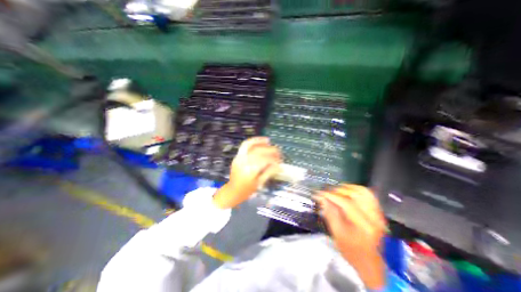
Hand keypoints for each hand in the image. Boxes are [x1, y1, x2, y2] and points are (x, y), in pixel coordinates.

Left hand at [213, 137, 280, 209]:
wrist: (233, 191)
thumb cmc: (247, 190)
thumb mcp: (259, 183)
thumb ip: (269, 173)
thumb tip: (279, 166)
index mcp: (249, 170)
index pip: (264, 160)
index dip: (274, 160)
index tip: (280, 161)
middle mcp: (243, 162)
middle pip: (258, 152)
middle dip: (270, 150)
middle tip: (278, 152)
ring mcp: (239, 158)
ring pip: (250, 145)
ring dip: (260, 142)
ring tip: (269, 141)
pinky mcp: (237, 156)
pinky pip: (244, 145)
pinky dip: (252, 141)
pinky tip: (259, 141)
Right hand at [316, 184, 383, 289]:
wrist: (370, 263)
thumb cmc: (352, 251)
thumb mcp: (337, 234)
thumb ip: (330, 213)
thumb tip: (322, 198)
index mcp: (364, 226)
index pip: (346, 203)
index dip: (331, 196)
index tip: (319, 193)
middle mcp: (374, 217)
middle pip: (355, 195)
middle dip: (338, 190)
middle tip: (327, 192)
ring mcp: (378, 214)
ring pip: (363, 192)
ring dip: (348, 188)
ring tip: (336, 190)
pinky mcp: (378, 212)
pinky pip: (369, 195)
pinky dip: (357, 190)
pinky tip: (348, 191)